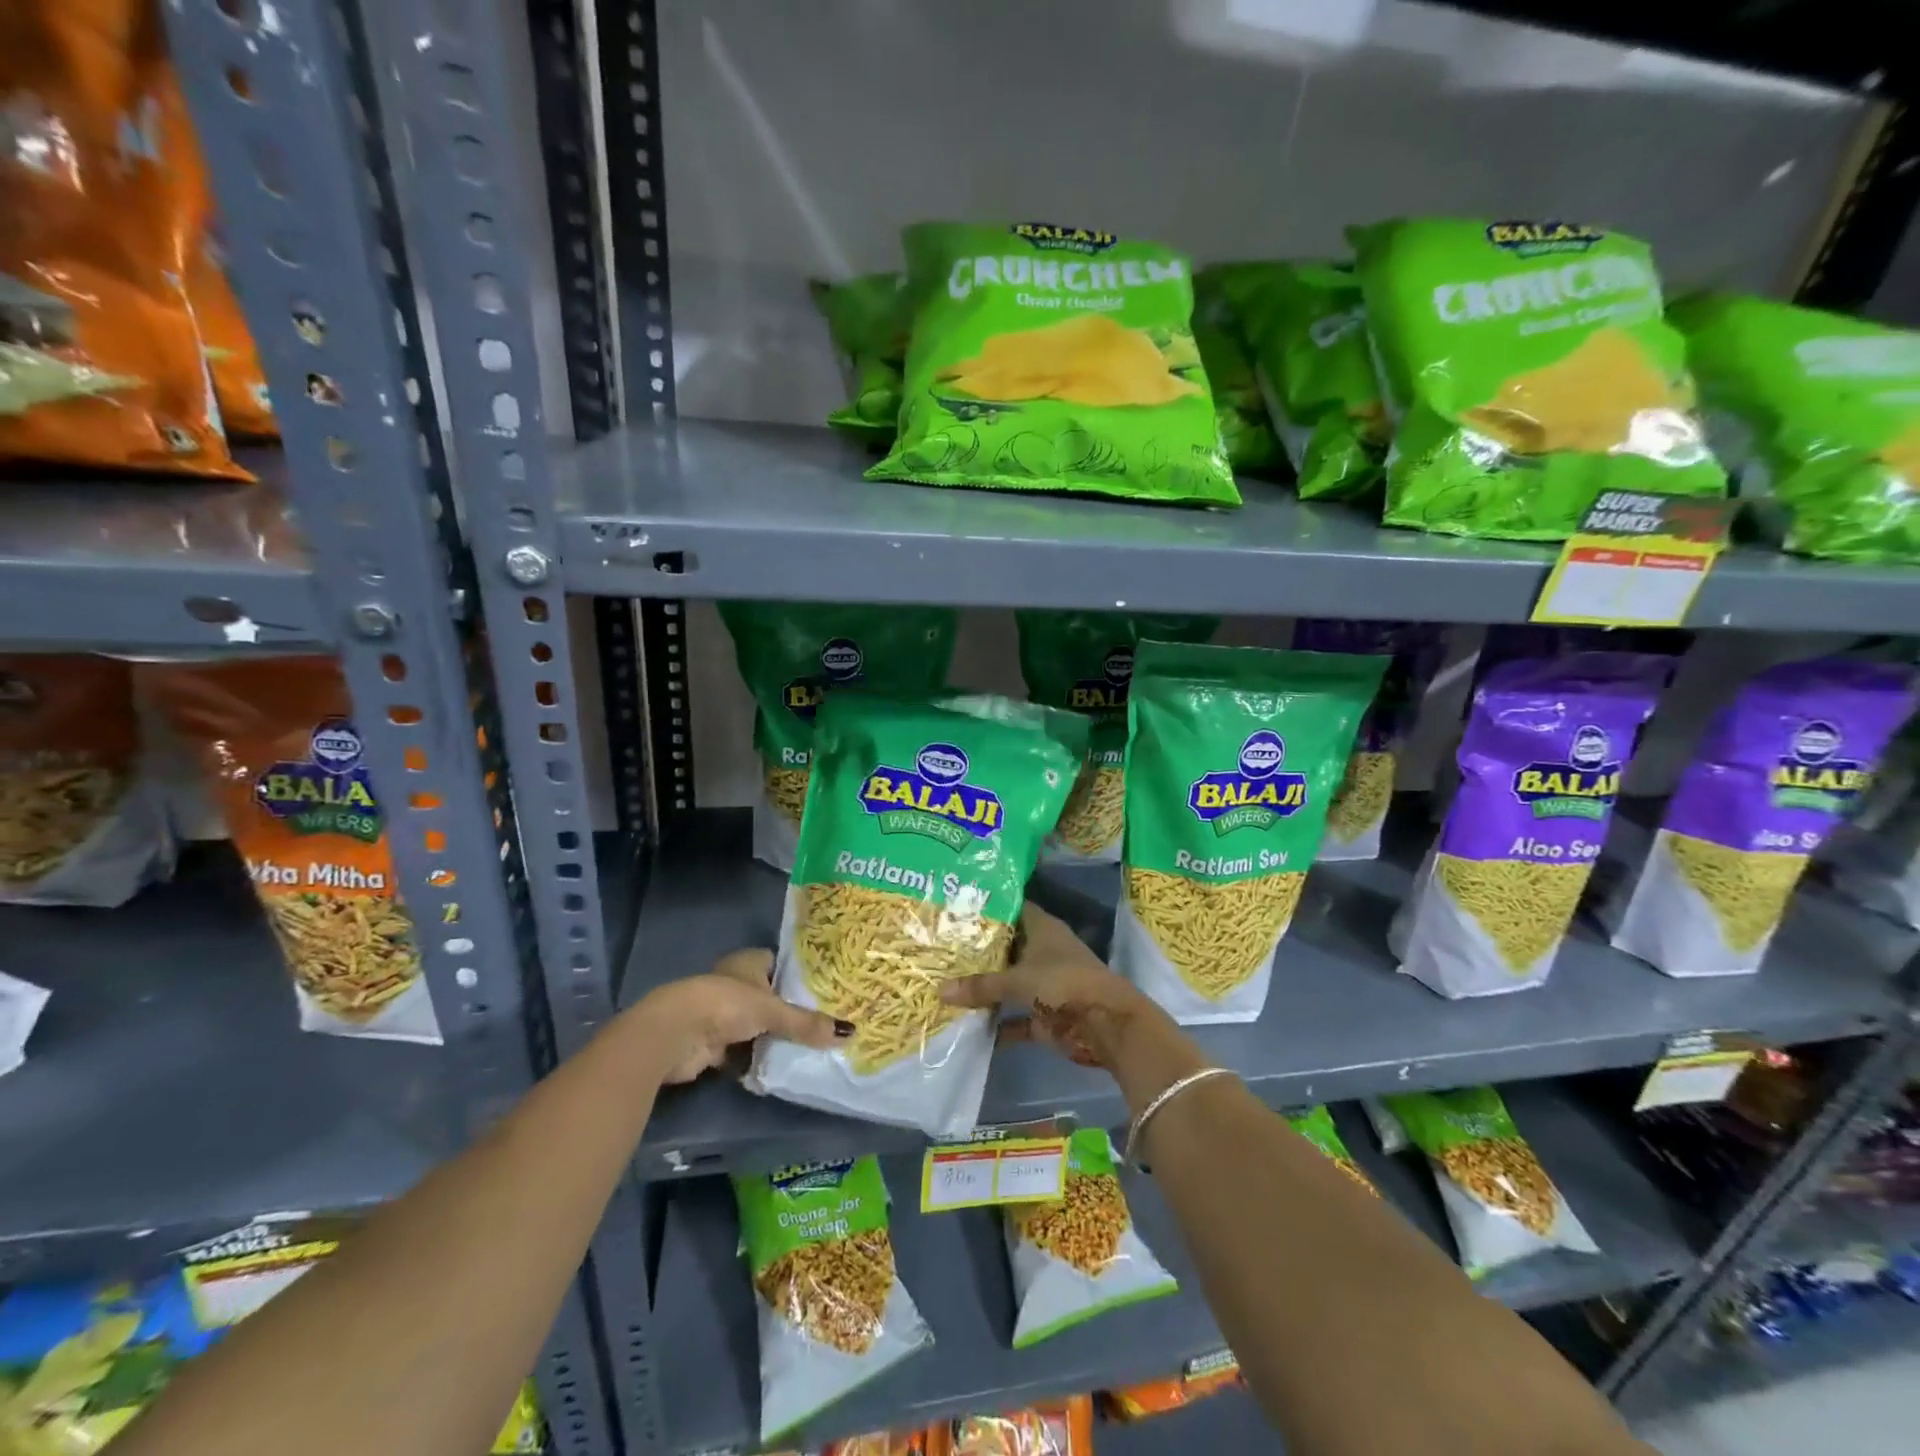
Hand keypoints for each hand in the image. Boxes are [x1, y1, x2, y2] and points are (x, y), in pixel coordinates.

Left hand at [633, 949, 849, 1083]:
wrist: (675, 1034)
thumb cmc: (726, 1005)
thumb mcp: (774, 1012)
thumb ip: (807, 1023)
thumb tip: (849, 1033)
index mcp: (747, 962)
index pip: (776, 963)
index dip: (796, 975)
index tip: (822, 990)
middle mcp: (733, 983)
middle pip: (766, 996)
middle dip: (786, 1010)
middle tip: (820, 1023)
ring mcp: (719, 1014)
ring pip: (754, 1025)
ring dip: (770, 1037)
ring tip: (806, 1047)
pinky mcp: (710, 1043)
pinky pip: (741, 1050)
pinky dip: (754, 1058)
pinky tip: (776, 1067)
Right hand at [938, 904, 1169, 1070]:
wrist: (1107, 1025)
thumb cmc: (1063, 983)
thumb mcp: (1017, 980)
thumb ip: (981, 985)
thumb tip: (940, 990)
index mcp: (1043, 929)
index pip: (1013, 909)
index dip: (989, 908)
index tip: (957, 907)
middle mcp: (1044, 952)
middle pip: (1008, 948)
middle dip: (979, 952)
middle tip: (941, 948)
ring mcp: (1046, 985)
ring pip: (1010, 984)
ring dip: (987, 990)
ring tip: (945, 985)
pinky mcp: (1047, 1016)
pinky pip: (1016, 1019)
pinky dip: (998, 1025)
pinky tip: (968, 1028)